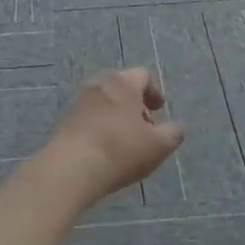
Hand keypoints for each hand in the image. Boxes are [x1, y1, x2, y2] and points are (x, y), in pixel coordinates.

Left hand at [45, 68, 185, 202]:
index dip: (154, 92)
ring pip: (105, 103)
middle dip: (136, 105)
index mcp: (122, 83)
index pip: (143, 75)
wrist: (71, 169)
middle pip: (122, 88)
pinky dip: (102, 127)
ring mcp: (79, 103)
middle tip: (145, 127)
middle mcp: (99, 85)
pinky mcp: (66, 122)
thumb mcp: (159, 145)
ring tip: (127, 142)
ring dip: (118, 117)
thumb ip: (173, 133)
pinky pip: (91, 118)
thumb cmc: (120, 150)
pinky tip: (107, 150)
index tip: (160, 111)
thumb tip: (177, 127)